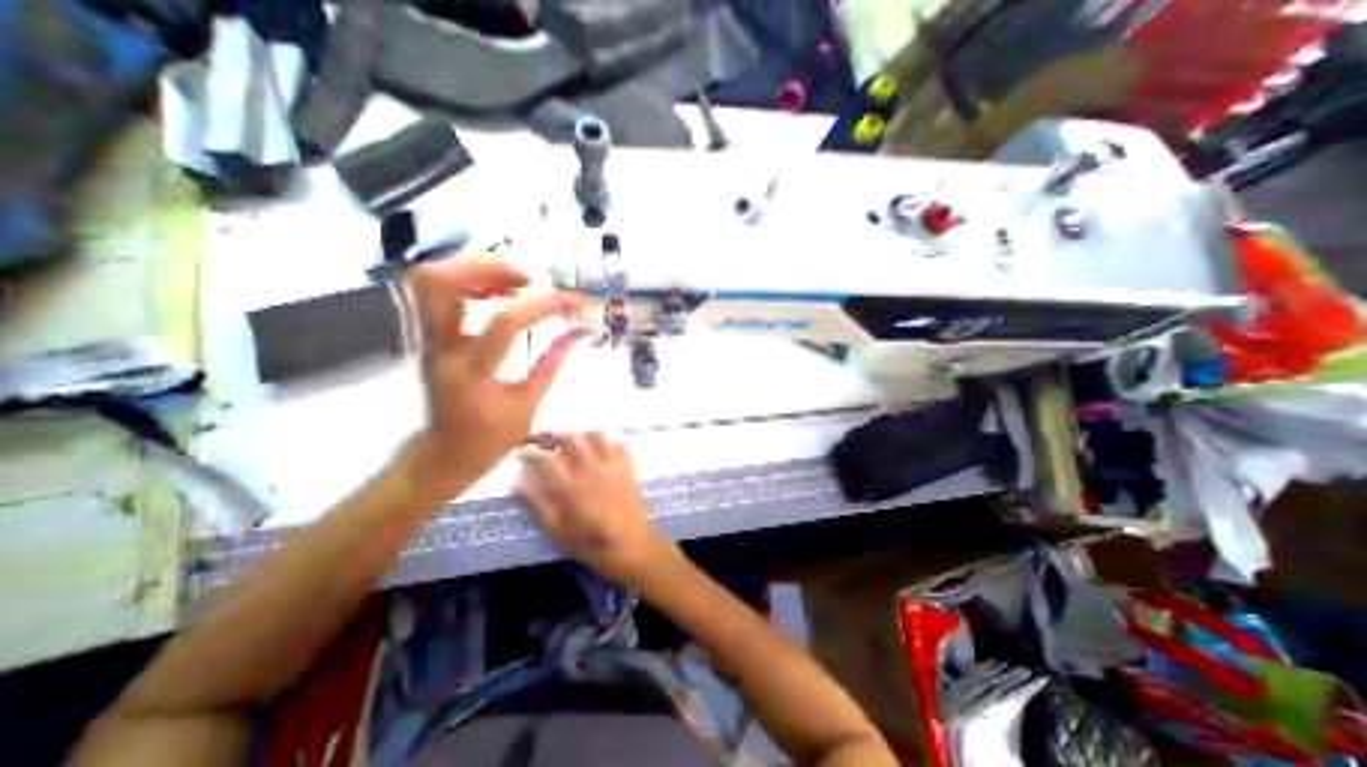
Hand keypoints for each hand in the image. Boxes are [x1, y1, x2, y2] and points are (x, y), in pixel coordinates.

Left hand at [400, 256, 578, 499]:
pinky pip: (431, 292)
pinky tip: (492, 290)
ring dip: (472, 269)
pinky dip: (463, 279)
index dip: (542, 305)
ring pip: (428, 281)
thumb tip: (576, 335)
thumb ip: (551, 365)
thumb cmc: (489, 438)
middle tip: (526, 278)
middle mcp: (440, 350)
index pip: (504, 323)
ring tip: (511, 280)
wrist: (441, 454)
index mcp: (472, 375)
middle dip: (488, 268)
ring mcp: (423, 340)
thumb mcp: (528, 406)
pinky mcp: (422, 337)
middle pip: (441, 284)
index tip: (571, 301)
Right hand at [511, 433, 671, 588]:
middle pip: (571, 439)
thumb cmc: (588, 542)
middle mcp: (589, 469)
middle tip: (546, 438)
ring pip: (596, 436)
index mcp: (569, 486)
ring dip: (582, 436)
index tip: (521, 453)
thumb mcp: (555, 530)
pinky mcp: (627, 467)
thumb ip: (535, 505)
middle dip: (555, 435)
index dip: (530, 453)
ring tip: (575, 443)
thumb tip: (516, 483)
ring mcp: (611, 465)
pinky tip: (602, 452)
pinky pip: (619, 444)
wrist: (628, 545)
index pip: (545, 459)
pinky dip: (608, 443)